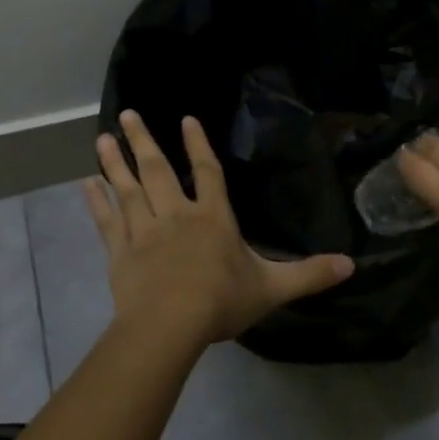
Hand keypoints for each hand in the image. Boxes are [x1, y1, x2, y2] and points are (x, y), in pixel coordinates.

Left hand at [85, 110, 354, 348]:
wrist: (169, 326)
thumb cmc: (222, 302)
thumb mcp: (273, 287)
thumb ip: (309, 274)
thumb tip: (351, 264)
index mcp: (213, 218)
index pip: (207, 172)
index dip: (198, 145)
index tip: (186, 119)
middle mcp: (177, 215)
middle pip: (159, 170)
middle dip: (144, 141)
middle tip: (128, 113)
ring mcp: (145, 231)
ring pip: (128, 189)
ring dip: (115, 162)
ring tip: (103, 137)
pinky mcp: (120, 253)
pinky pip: (108, 221)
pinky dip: (97, 201)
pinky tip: (87, 184)